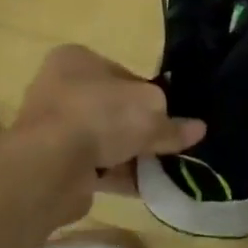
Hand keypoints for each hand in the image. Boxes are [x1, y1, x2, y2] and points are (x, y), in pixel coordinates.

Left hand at [14, 45, 204, 195]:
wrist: (51, 165)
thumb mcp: (151, 110)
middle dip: (140, 128)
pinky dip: (119, 176)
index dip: (149, 94)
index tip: (168, 115)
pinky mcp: (53, 163)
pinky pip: (95, 167)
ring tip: (163, 171)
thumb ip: (173, 122)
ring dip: (132, 155)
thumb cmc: (100, 115)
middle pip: (113, 108)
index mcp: (76, 60)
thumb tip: (196, 129)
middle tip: (168, 144)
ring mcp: (53, 128)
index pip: (123, 73)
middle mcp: (60, 88)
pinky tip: (146, 188)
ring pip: (104, 140)